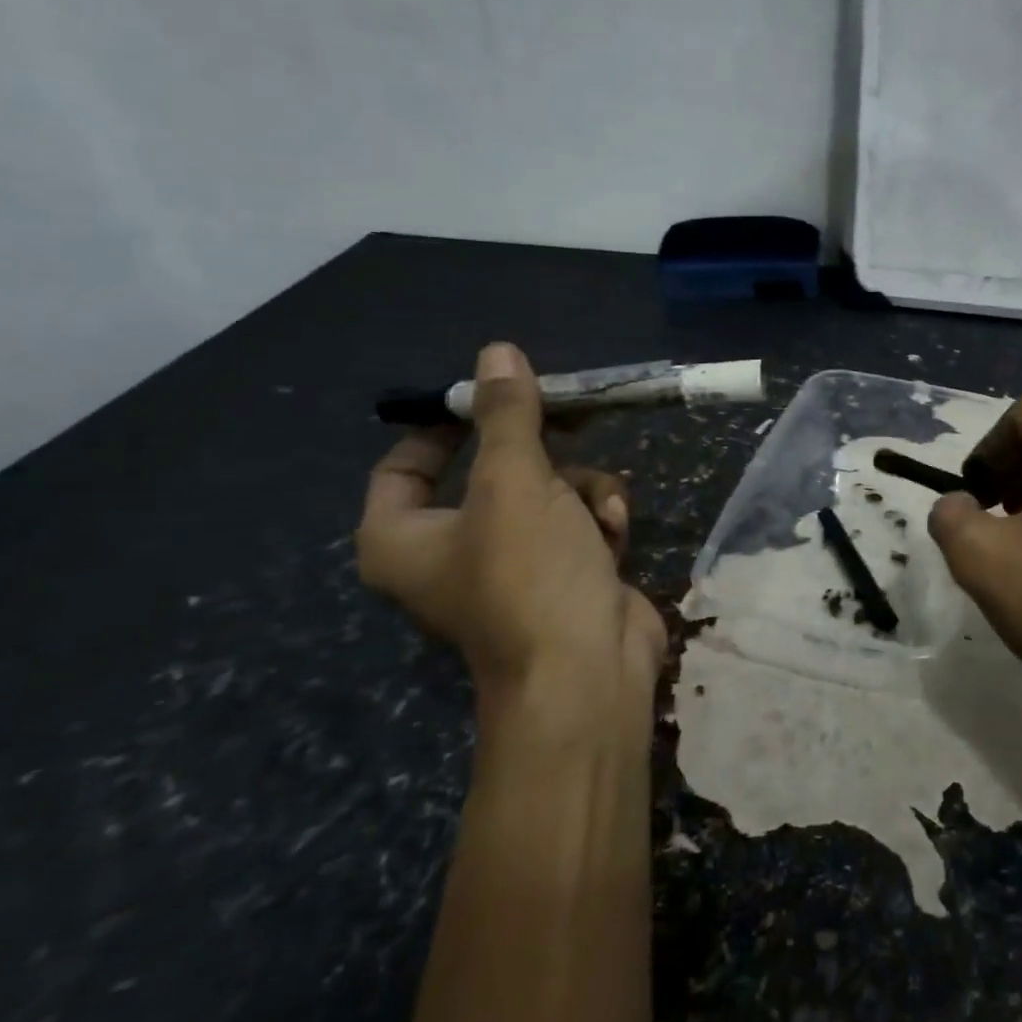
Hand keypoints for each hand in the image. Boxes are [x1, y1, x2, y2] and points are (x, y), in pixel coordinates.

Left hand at [357, 342, 665, 751]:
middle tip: (575, 420)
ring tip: (603, 511)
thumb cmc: (531, 575)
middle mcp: (453, 549)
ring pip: (550, 492)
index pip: (405, 463)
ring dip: (585, 489)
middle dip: (545, 454)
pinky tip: (616, 531)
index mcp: (406, 537)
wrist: (589, 669)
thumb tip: (496, 351)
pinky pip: (578, 521)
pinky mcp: (565, 573)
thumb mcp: (516, 482)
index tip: (493, 393)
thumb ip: (507, 415)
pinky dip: (600, 519)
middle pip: (494, 470)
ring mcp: (514, 563)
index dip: (446, 424)